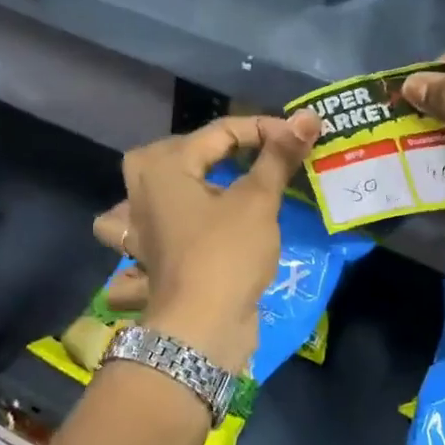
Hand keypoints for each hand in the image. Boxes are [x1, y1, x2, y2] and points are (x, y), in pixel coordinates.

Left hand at [93, 113, 320, 369]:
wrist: (202, 328)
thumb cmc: (227, 254)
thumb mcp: (258, 201)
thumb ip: (278, 157)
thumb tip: (308, 117)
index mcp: (163, 168)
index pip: (219, 133)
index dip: (262, 130)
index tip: (297, 140)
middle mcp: (140, 195)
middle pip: (169, 155)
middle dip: (206, 150)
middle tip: (243, 158)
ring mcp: (139, 232)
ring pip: (136, 199)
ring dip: (161, 192)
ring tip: (195, 194)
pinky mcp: (149, 262)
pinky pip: (142, 239)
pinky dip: (152, 240)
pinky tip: (175, 242)